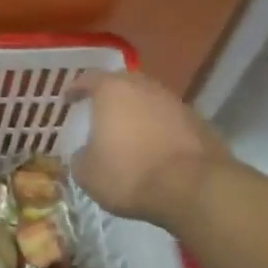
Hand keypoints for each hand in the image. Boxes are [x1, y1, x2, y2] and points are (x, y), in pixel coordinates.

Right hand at [67, 71, 238, 230]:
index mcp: (113, 90)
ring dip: (138, 112)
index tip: (69, 98)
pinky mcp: (199, 122)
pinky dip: (160, 129)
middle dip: (111, 96)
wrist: (194, 188)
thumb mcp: (88, 174)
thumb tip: (85, 154)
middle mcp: (145, 87)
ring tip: (129, 131)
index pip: (89, 79)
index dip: (76, 88)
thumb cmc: (130, 173)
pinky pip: (170, 120)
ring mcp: (176, 103)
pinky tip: (155, 148)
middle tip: (101, 110)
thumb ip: (80, 158)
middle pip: (123, 83)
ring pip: (150, 100)